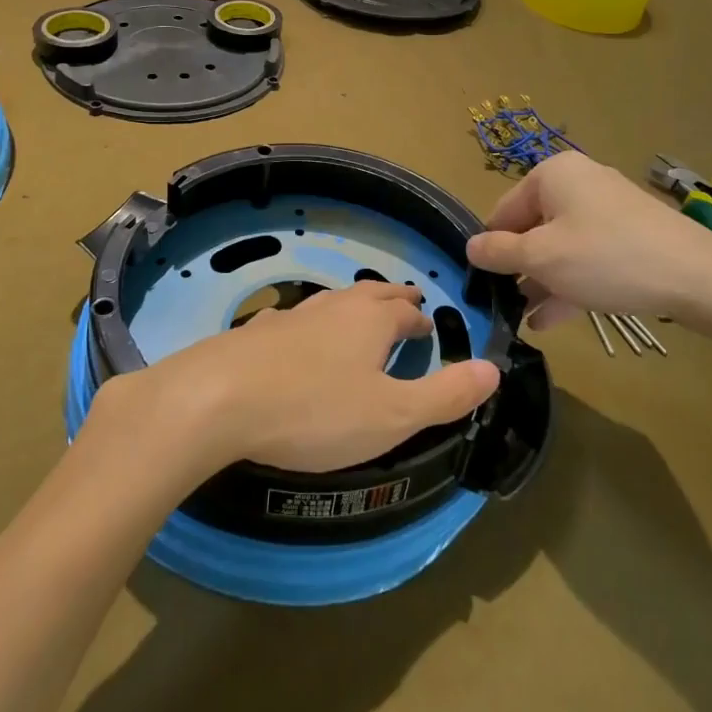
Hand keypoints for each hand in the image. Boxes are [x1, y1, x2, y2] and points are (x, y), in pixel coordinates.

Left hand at [117, 282, 500, 476]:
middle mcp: (333, 308)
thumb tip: (494, 369)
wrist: (218, 399)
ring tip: (359, 322)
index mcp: (370, 320)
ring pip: (333, 304)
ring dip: (352, 310)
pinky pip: (297, 322)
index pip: (405, 311)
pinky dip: (312, 328)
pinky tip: (300, 342)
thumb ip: (444, 395)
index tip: (427, 329)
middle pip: (370, 295)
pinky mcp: (256, 334)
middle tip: (405, 307)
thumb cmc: (315, 410)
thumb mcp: (392, 415)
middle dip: (392, 301)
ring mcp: (291, 316)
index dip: (419, 319)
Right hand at [466, 152, 711, 339]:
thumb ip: (498, 252)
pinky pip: (587, 256)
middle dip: (518, 269)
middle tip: (504, 306)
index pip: (503, 211)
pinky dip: (569, 282)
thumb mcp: (541, 258)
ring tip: (524, 320)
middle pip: (533, 229)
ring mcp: (608, 209)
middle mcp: (579, 183)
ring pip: (560, 246)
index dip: (490, 248)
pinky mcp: (630, 235)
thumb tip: (470, 247)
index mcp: (553, 175)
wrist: (697, 278)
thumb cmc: (606, 258)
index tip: (481, 284)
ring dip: (541, 282)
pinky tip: (552, 319)